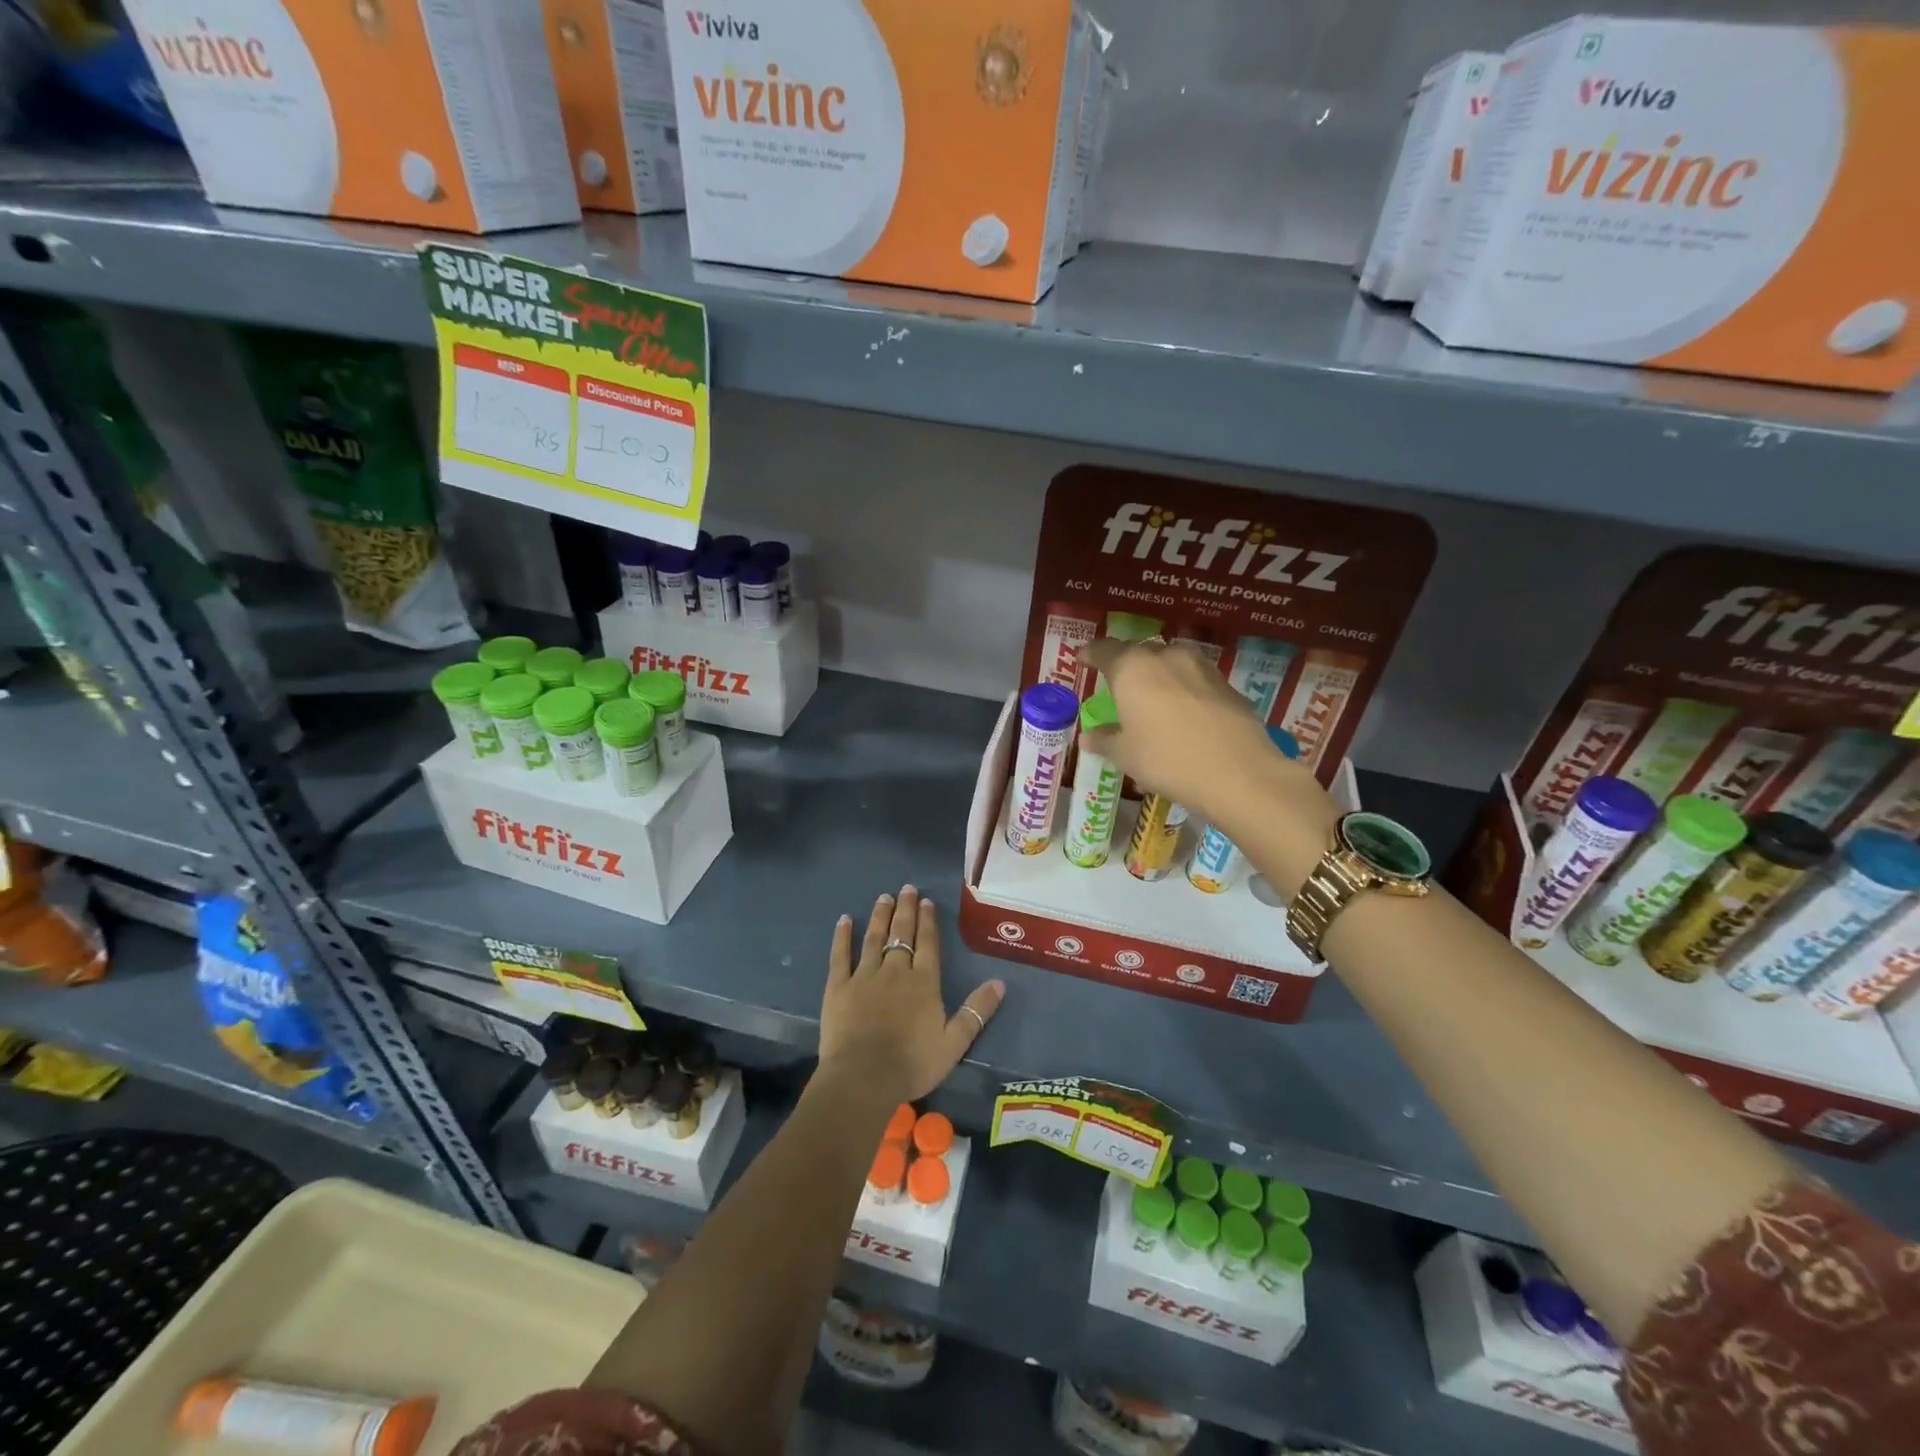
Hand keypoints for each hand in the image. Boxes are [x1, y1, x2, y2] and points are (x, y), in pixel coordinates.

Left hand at [818, 886, 1004, 1102]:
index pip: (927, 943)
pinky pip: (840, 955)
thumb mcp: (954, 1042)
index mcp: (924, 982)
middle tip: (906, 888)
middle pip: (902, 933)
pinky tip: (845, 920)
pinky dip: (842, 936)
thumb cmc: (913, 1063)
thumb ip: (977, 1011)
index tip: (926, 901)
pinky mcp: (838, 987)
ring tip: (883, 897)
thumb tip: (1000, 982)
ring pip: (874, 938)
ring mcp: (864, 976)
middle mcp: (895, 970)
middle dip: (905, 910)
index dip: (927, 921)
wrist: (864, 1077)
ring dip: (880, 916)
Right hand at [1082, 637, 1316, 827]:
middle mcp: (1165, 657)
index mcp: (1132, 668)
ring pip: (1170, 663)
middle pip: (1139, 652)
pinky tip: (1183, 713)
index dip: (1090, 653)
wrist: (1238, 772)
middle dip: (1126, 665)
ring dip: (1158, 675)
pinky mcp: (1226, 684)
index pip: (1104, 649)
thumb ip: (1105, 740)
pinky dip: (1183, 689)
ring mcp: (1200, 667)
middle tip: (1118, 685)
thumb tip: (1089, 737)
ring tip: (1152, 698)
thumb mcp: (1126, 755)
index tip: (1083, 658)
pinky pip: (1194, 679)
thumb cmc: (1167, 759)